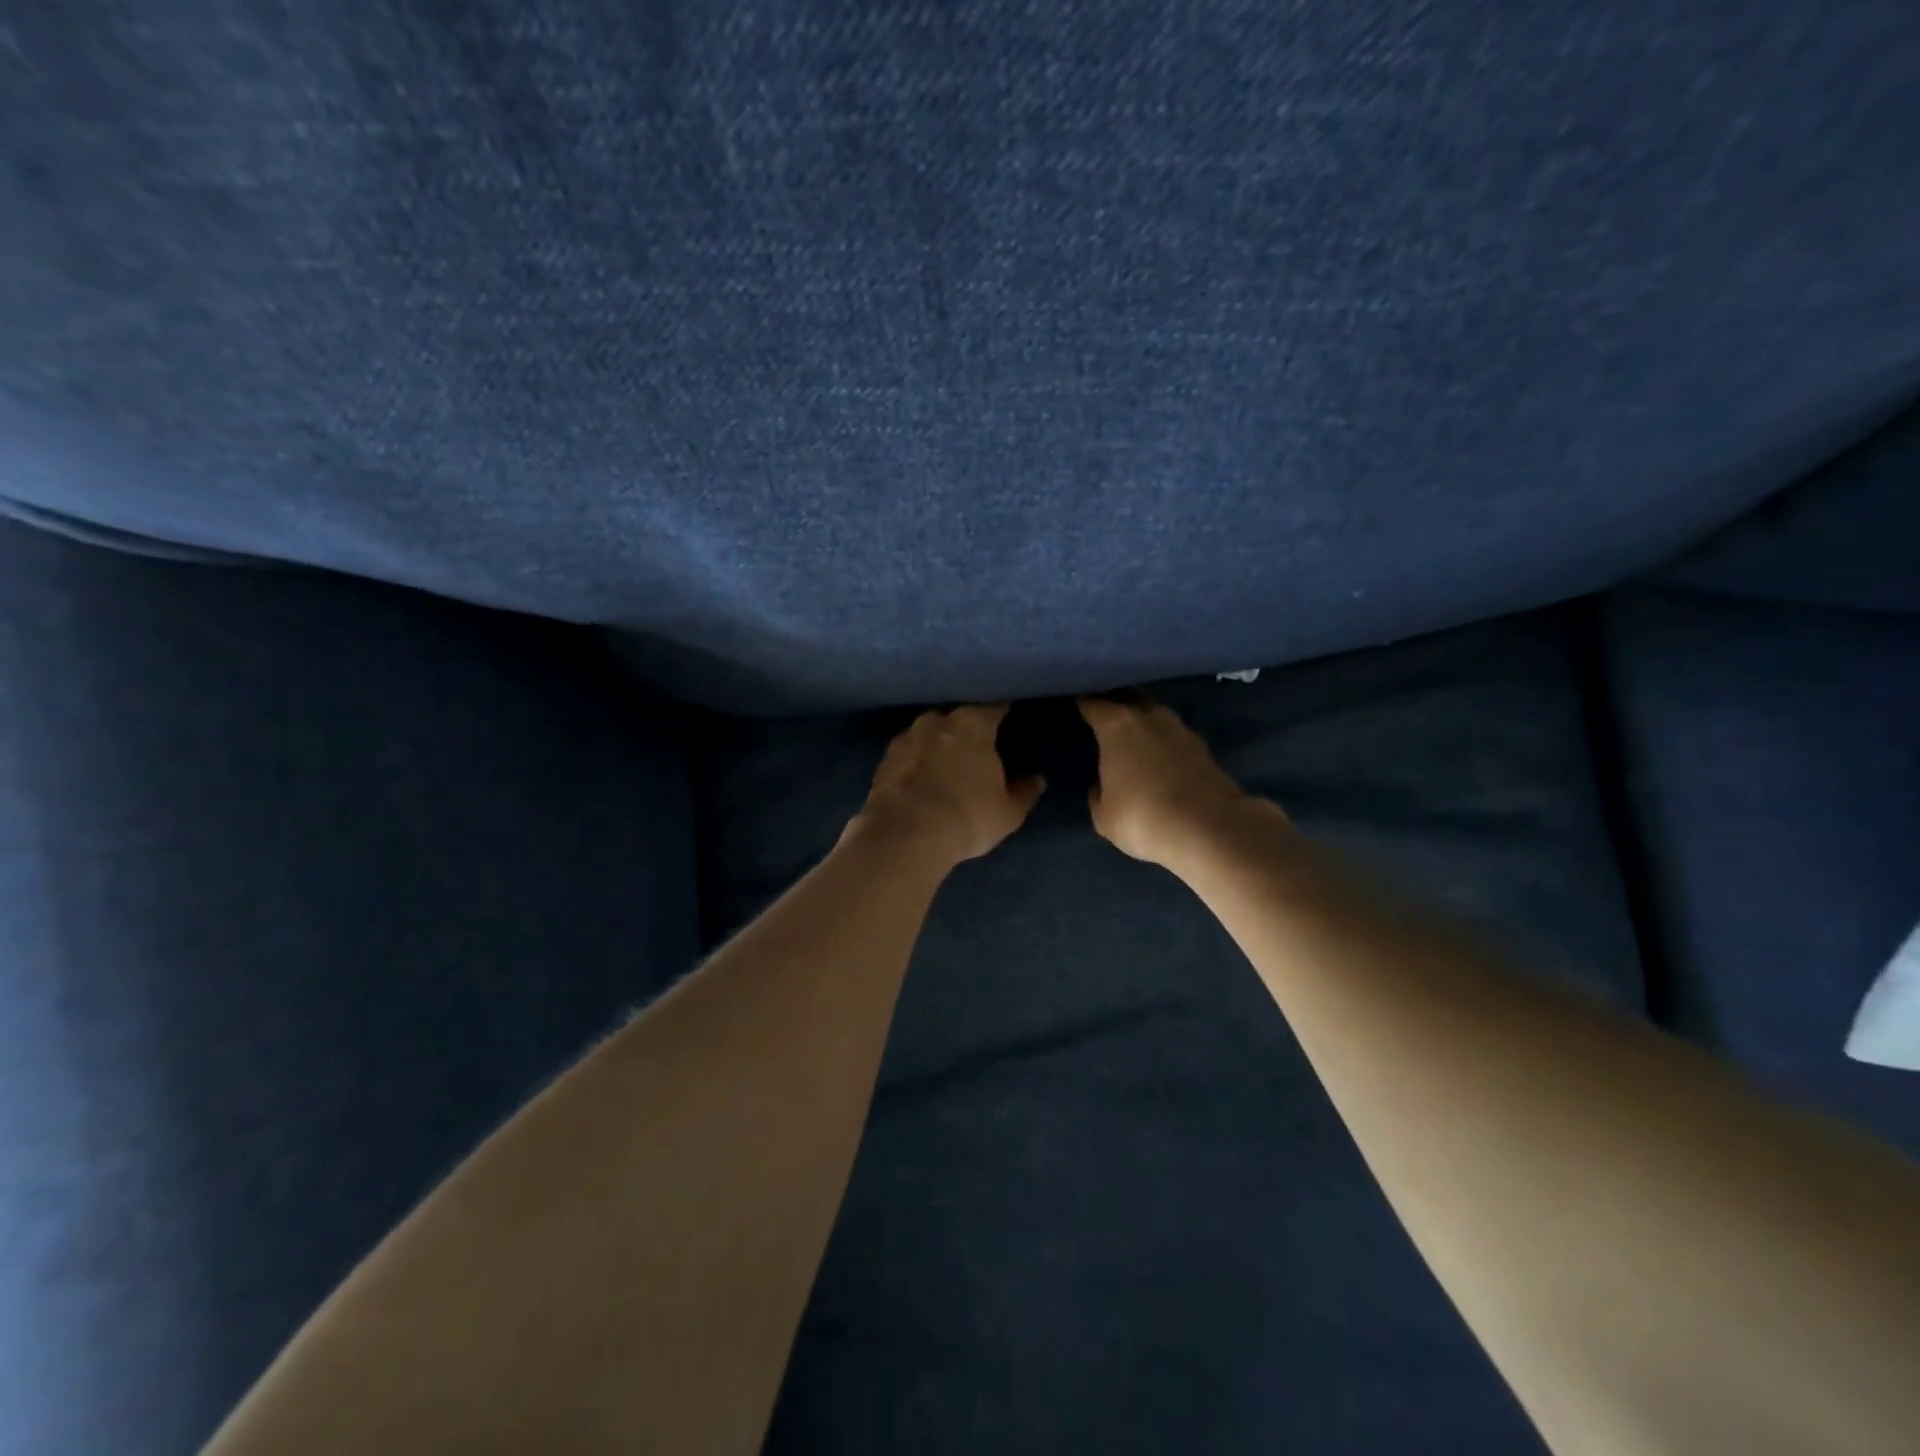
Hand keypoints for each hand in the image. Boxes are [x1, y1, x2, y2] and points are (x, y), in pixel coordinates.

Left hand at [854, 705, 1044, 864]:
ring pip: (929, 732)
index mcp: (973, 724)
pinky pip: (908, 753)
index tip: (1009, 715)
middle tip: (977, 745)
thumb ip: (1024, 792)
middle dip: (967, 728)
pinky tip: (921, 777)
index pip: (994, 707)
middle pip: (958, 717)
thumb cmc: (967, 816)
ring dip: (938, 743)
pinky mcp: (884, 759)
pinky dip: (916, 761)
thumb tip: (1037, 779)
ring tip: (946, 761)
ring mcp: (906, 738)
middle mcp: (937, 721)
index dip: (1003, 711)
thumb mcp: (1007, 812)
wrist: (904, 835)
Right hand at [1078, 696, 1268, 867]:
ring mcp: (1181, 730)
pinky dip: (1163, 743)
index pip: (1093, 702)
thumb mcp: (1104, 814)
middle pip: (1129, 698)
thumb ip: (1098, 792)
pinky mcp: (1204, 749)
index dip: (1083, 703)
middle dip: (1116, 703)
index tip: (1074, 705)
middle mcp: (1150, 717)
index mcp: (1118, 725)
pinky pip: (1173, 738)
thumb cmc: (1142, 817)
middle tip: (1102, 716)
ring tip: (1130, 738)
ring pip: (1155, 716)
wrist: (1209, 829)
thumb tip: (1102, 784)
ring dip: (1143, 723)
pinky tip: (1158, 759)